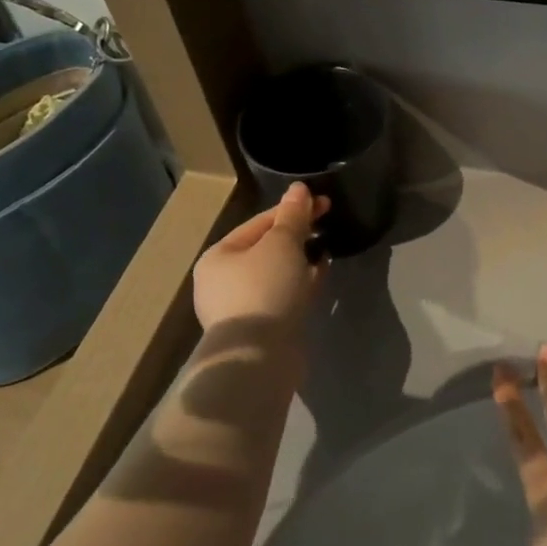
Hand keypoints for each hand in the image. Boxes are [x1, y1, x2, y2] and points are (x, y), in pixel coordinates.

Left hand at [192, 183, 328, 335]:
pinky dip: (302, 283)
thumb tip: (299, 188)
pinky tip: (321, 274)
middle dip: (297, 235)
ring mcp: (241, 307)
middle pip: (266, 248)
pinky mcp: (261, 328)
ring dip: (301, 259)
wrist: (260, 357)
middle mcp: (223, 281)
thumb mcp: (282, 244)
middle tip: (327, 223)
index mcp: (219, 256)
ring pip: (277, 273)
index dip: (293, 209)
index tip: (324, 202)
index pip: (259, 222)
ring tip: (326, 248)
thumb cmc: (264, 289)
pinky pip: (284, 295)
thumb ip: (293, 215)